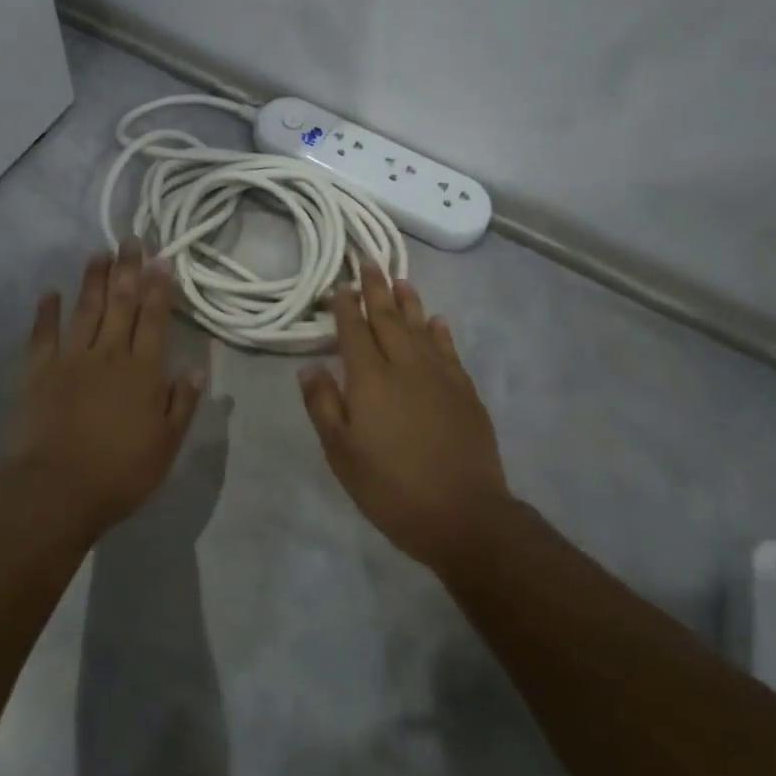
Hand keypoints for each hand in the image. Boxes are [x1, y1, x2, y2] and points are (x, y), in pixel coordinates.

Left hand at [9, 240, 205, 530]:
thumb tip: (199, 368)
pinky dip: (46, 312)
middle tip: (131, 240)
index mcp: (143, 371)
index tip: (161, 259)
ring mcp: (71, 359)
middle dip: (128, 270)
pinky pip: (43, 334)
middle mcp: (109, 354)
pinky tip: (50, 292)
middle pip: (121, 304)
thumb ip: (182, 403)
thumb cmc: (121, 472)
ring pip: (85, 309)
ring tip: (99, 253)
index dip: (159, 287)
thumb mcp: (166, 444)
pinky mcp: (39, 372)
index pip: (154, 319)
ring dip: (93, 280)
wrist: (57, 491)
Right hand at [298, 266, 509, 570]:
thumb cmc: (391, 488)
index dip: (346, 306)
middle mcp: (405, 366)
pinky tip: (437, 321)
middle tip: (369, 261)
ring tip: (401, 280)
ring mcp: (440, 376)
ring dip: (409, 302)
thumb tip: (310, 367)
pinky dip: (440, 331)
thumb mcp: (342, 454)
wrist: (464, 514)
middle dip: (376, 289)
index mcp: (371, 379)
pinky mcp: (465, 391)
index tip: (340, 283)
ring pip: (421, 327)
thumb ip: (324, 406)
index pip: (355, 331)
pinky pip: (449, 350)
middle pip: (388, 319)